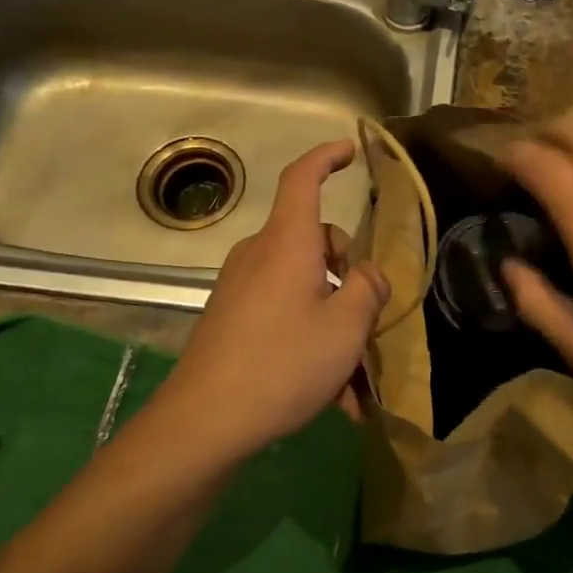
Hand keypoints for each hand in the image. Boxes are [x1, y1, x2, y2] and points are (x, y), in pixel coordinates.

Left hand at [158, 141, 387, 454]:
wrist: (203, 422)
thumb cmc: (283, 363)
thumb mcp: (346, 328)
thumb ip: (368, 290)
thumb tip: (368, 275)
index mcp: (287, 243)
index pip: (303, 178)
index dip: (326, 157)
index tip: (349, 150)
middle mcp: (260, 255)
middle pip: (315, 241)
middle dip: (348, 273)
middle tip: (369, 322)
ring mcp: (241, 287)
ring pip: (303, 285)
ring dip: (333, 320)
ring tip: (353, 380)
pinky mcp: (231, 317)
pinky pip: (283, 313)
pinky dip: (310, 339)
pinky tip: (329, 396)